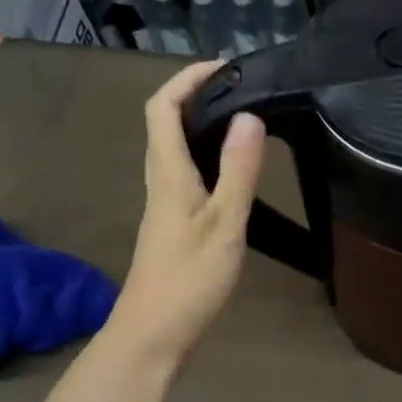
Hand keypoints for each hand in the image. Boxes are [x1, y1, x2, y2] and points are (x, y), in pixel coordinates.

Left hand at [105, 60, 266, 366]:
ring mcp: (164, 202)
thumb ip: (238, 170)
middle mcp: (160, 179)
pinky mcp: (172, 222)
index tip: (225, 67)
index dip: (187, 78)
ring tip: (244, 118)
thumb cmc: (189, 279)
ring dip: (202, 123)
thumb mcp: (224, 223)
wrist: (153, 333)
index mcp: (168, 172)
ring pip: (176, 147)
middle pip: (166, 122)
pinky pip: (185, 170)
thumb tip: (249, 116)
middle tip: (243, 89)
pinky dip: (206, 154)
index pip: (162, 106)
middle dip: (198, 95)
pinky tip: (232, 168)